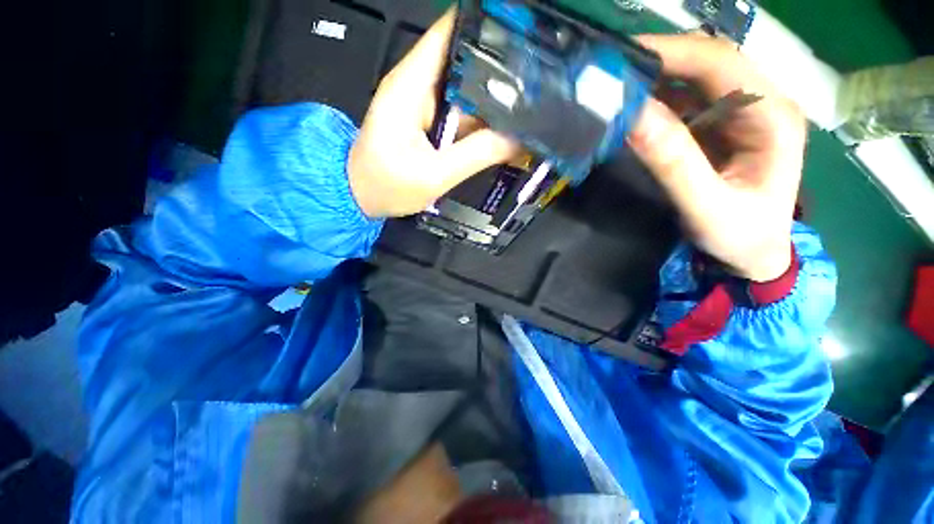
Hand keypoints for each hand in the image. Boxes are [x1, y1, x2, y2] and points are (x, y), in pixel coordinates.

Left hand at [348, 11, 518, 218]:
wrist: (362, 197)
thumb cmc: (386, 186)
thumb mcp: (434, 175)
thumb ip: (476, 155)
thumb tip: (516, 139)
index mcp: (411, 84)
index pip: (451, 31)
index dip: (486, 26)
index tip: (520, 34)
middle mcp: (418, 84)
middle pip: (464, 57)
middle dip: (500, 66)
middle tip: (536, 81)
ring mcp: (424, 102)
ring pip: (466, 87)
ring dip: (493, 96)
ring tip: (529, 104)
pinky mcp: (429, 120)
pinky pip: (461, 111)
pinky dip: (481, 118)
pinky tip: (503, 127)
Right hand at [629, 34, 806, 281]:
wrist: (753, 255)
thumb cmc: (740, 237)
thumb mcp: (706, 206)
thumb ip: (673, 162)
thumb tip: (633, 116)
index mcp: (773, 116)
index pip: (721, 63)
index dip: (670, 53)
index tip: (621, 58)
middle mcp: (761, 102)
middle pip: (707, 61)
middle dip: (658, 60)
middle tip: (610, 71)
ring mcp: (741, 111)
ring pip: (693, 77)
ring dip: (653, 78)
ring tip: (614, 86)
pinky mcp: (720, 124)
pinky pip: (685, 99)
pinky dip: (655, 98)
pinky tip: (632, 106)